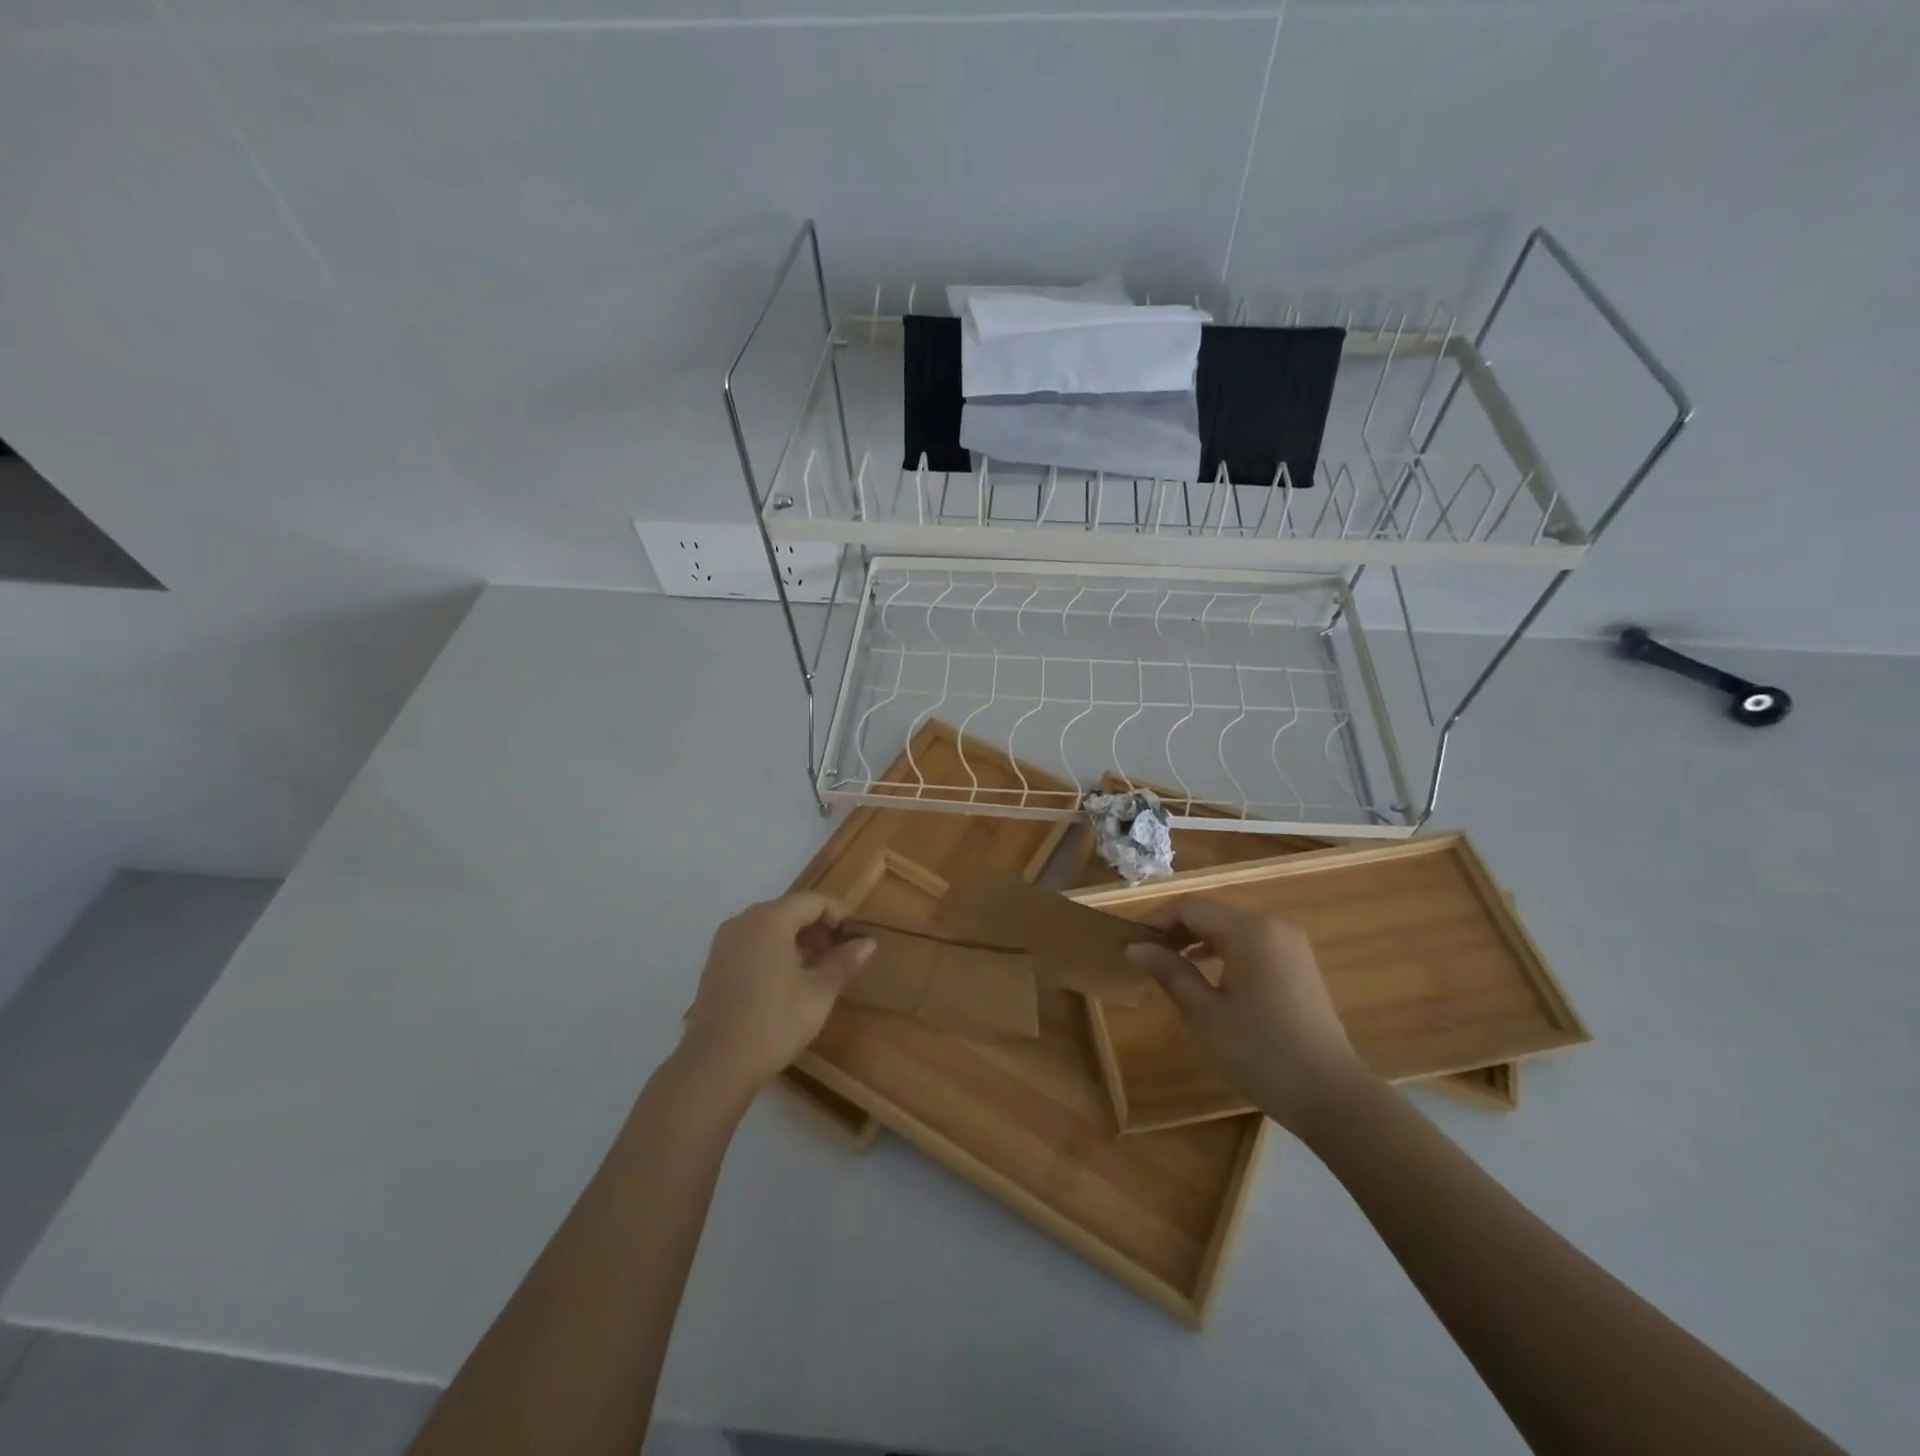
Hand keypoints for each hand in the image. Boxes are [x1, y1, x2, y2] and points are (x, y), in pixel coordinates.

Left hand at [680, 893, 875, 1096]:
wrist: (715, 1065)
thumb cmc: (774, 1023)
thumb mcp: (819, 993)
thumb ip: (843, 962)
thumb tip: (868, 943)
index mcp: (770, 919)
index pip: (814, 901)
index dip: (840, 916)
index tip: (856, 940)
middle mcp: (744, 920)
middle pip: (790, 910)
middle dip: (819, 929)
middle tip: (840, 958)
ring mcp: (725, 942)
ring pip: (770, 927)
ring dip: (797, 941)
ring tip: (817, 971)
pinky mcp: (715, 963)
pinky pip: (752, 942)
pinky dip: (774, 951)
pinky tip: (787, 981)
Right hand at [1124, 897, 1374, 1134]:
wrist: (1332, 1097)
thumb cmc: (1261, 1053)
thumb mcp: (1205, 1014)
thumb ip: (1169, 972)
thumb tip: (1135, 947)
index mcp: (1249, 931)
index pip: (1189, 907)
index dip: (1155, 920)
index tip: (1129, 943)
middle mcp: (1272, 926)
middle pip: (1210, 913)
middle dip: (1174, 929)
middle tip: (1144, 956)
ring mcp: (1289, 945)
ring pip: (1230, 928)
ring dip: (1196, 940)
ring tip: (1168, 965)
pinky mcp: (1298, 965)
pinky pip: (1250, 944)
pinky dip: (1222, 951)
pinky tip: (1206, 975)